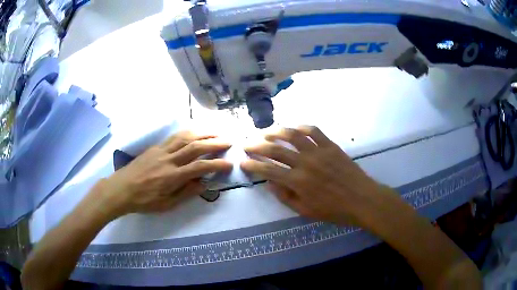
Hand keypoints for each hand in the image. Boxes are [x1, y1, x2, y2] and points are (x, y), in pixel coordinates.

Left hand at [93, 131, 231, 218]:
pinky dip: (187, 132)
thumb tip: (204, 184)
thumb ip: (186, 193)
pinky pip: (174, 136)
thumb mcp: (166, 205)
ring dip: (202, 133)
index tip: (229, 163)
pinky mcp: (155, 147)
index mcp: (172, 177)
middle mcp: (169, 160)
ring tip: (216, 132)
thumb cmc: (144, 201)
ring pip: (185, 137)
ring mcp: (161, 151)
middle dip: (214, 143)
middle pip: (195, 147)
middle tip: (229, 142)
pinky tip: (194, 131)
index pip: (199, 167)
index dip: (217, 164)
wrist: (121, 189)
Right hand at [241, 126, 396, 225]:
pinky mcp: (330, 145)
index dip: (252, 166)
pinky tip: (293, 128)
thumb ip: (285, 197)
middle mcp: (305, 163)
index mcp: (298, 182)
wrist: (361, 199)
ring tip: (266, 132)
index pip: (268, 171)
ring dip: (276, 132)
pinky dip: (301, 127)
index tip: (242, 162)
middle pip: (275, 149)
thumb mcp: (306, 211)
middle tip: (248, 144)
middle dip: (257, 146)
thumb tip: (270, 182)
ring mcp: (318, 151)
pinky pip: (313, 131)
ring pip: (292, 135)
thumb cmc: (334, 210)